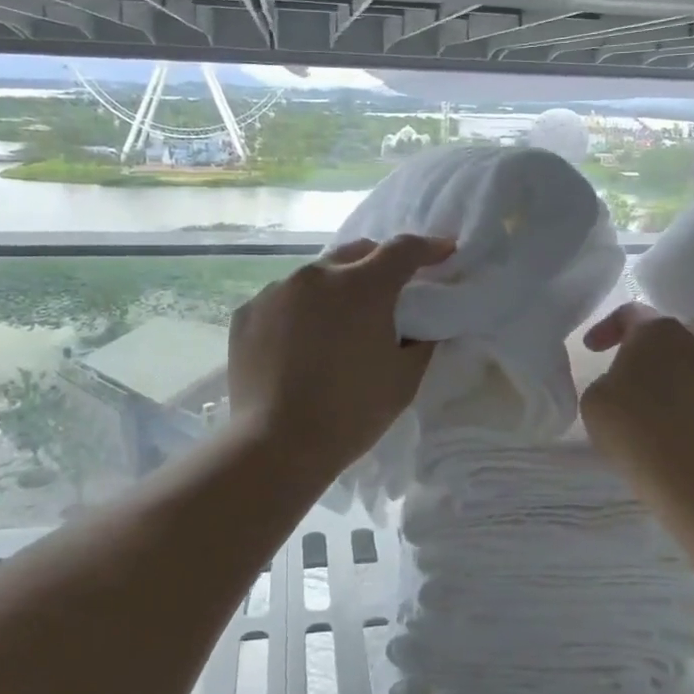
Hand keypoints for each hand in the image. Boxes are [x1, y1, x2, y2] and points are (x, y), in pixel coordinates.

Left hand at [228, 234, 454, 474]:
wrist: (276, 445)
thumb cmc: (351, 413)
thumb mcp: (404, 379)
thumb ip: (421, 340)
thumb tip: (421, 324)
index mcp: (362, 287)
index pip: (403, 250)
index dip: (429, 248)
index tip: (445, 252)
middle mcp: (317, 275)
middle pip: (358, 252)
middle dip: (381, 263)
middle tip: (393, 289)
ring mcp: (277, 291)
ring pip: (317, 274)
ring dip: (338, 286)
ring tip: (341, 321)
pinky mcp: (249, 312)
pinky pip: (285, 299)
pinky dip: (302, 310)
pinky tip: (302, 342)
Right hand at [580, 303, 693, 473]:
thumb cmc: (636, 429)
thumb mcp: (594, 400)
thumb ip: (607, 380)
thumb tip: (625, 384)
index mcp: (657, 330)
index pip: (629, 313)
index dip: (606, 328)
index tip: (591, 350)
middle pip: (665, 335)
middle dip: (644, 350)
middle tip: (625, 374)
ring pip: (690, 361)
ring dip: (670, 374)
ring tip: (652, 401)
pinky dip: (688, 399)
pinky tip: (674, 423)